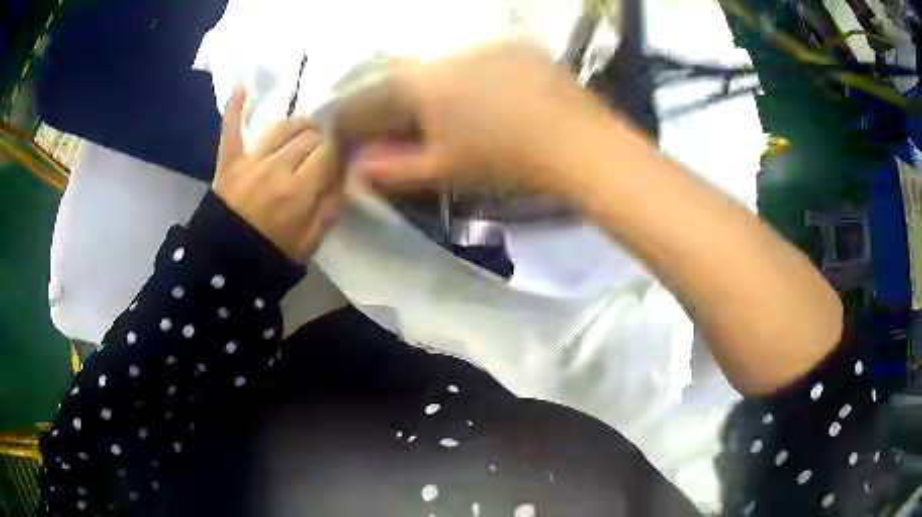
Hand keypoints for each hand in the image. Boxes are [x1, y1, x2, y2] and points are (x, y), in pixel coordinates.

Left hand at [214, 88, 344, 262]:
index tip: (345, 148)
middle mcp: (276, 168)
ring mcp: (250, 161)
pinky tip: (242, 88)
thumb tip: (346, 177)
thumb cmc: (270, 253)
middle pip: (309, 136)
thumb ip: (330, 209)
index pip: (329, 152)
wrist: (226, 263)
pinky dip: (235, 108)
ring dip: (298, 124)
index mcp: (299, 191)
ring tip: (304, 129)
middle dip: (322, 137)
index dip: (341, 146)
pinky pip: (231, 128)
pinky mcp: (228, 160)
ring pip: (282, 127)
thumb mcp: (310, 242)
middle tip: (324, 146)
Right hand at [336, 43, 609, 197]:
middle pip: (417, 74)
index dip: (375, 112)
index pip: (380, 89)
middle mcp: (451, 53)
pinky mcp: (522, 47)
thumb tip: (359, 168)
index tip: (386, 132)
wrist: (577, 145)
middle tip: (436, 128)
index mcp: (425, 83)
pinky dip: (486, 76)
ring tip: (479, 116)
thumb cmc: (504, 162)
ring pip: (453, 64)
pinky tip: (507, 99)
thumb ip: (393, 169)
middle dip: (415, 101)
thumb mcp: (443, 171)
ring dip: (452, 87)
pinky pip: (489, 58)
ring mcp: (491, 45)